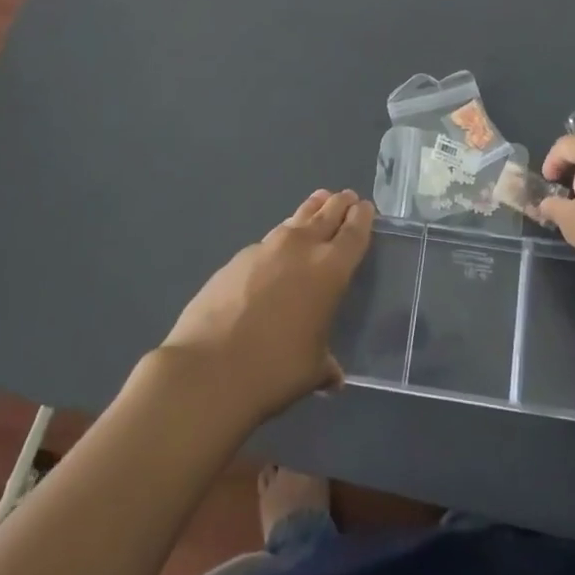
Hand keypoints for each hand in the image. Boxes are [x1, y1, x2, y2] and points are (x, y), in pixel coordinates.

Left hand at [157, 189, 373, 426]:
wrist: (209, 369)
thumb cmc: (275, 370)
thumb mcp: (312, 370)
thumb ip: (326, 365)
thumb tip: (333, 377)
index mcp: (330, 269)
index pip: (353, 233)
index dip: (361, 217)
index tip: (364, 206)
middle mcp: (300, 248)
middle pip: (325, 215)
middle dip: (338, 204)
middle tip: (345, 196)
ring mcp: (264, 249)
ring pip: (294, 222)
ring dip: (309, 212)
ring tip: (317, 203)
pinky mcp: (235, 259)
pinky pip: (266, 243)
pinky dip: (278, 242)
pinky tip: (274, 254)